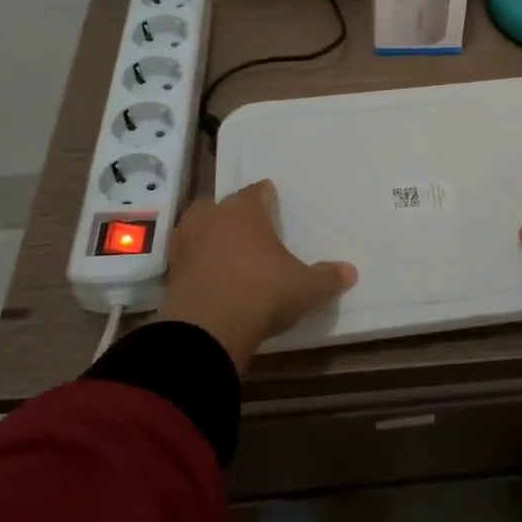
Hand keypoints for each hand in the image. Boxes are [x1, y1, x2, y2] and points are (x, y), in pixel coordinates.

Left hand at [156, 180, 356, 371]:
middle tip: (248, 230)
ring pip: (196, 228)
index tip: (272, 201)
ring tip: (225, 252)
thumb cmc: (263, 292)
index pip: (256, 192)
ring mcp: (186, 243)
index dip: (266, 196)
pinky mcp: (170, 272)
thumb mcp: (305, 288)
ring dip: (208, 236)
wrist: (207, 329)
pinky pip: (186, 258)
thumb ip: (327, 278)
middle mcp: (212, 218)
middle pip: (220, 205)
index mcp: (245, 211)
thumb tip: (351, 272)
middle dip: (232, 214)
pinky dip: (196, 264)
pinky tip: (209, 278)